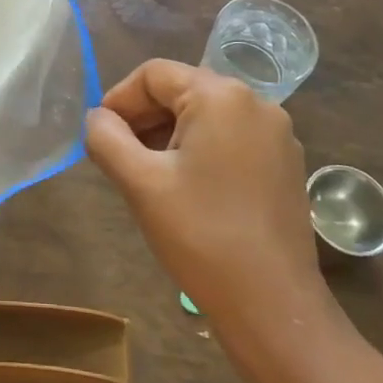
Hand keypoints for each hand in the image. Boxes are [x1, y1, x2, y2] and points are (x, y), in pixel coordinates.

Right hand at [86, 60, 335, 349]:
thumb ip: (106, 138)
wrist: (273, 307)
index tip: (99, 136)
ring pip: (205, 116)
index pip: (153, 75)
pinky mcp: (285, 164)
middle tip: (119, 158)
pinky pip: (230, 138)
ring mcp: (277, 134)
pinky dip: (199, 151)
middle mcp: (256, 103)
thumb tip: (97, 118)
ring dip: (168, 136)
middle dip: (143, 119)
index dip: (119, 100)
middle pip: (181, 91)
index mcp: (221, 96)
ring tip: (148, 176)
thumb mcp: (140, 182)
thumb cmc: (201, 235)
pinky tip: (185, 189)